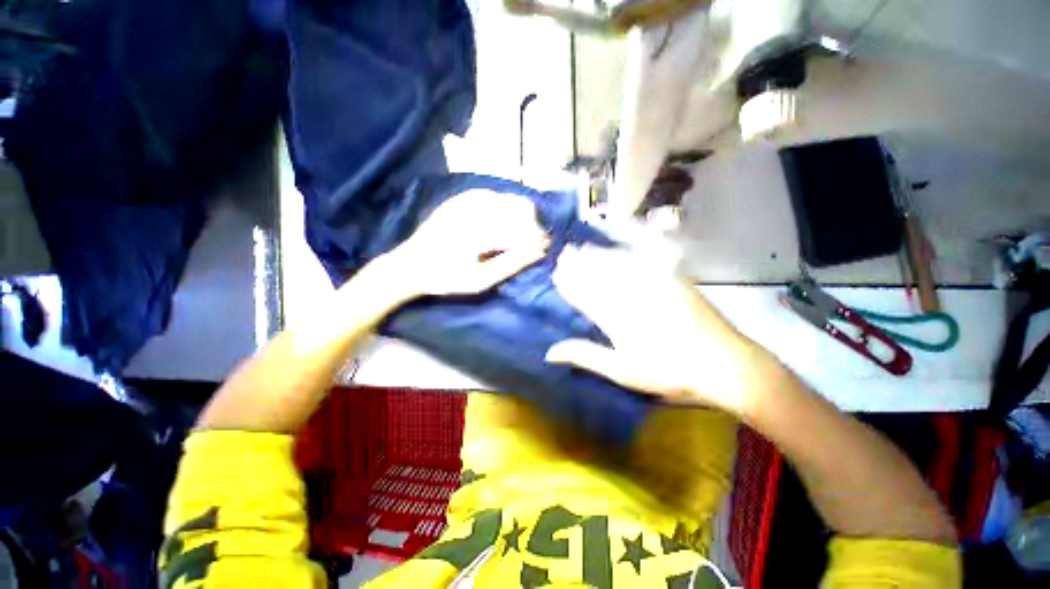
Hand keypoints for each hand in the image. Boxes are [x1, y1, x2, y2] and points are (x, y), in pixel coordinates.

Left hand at [386, 190, 549, 297]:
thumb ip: (510, 264)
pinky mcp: (458, 200)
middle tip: (534, 241)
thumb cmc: (446, 278)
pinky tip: (504, 217)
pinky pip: (488, 194)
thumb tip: (537, 251)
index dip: (536, 237)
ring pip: (504, 198)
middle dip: (531, 224)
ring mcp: (464, 203)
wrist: (410, 265)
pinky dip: (502, 204)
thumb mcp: (480, 280)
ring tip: (522, 231)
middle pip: (516, 208)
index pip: (519, 230)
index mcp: (478, 234)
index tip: (546, 246)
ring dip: (519, 213)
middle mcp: (472, 212)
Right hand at [545, 244, 758, 413]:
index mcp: (615, 318)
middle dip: (577, 264)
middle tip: (562, 254)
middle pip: (598, 275)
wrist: (726, 364)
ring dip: (596, 255)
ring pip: (616, 264)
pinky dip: (623, 253)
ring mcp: (652, 284)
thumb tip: (549, 352)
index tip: (556, 275)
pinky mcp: (672, 278)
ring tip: (581, 248)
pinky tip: (616, 249)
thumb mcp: (623, 371)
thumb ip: (586, 356)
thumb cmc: (670, 372)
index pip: (584, 295)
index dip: (569, 284)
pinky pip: (641, 260)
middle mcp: (630, 295)